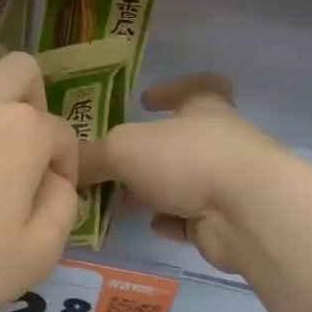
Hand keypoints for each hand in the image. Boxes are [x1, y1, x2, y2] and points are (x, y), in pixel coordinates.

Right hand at [79, 74, 283, 275]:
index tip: (145, 99)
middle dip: (149, 151)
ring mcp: (227, 183)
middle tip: (114, 162)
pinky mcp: (226, 221)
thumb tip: (66, 166)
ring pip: (185, 181)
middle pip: (182, 140)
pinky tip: (152, 225)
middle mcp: (220, 141)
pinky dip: (172, 220)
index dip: (171, 89)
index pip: (197, 86)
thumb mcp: (124, 148)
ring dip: (157, 189)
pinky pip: (193, 218)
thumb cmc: (186, 158)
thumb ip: (93, 155)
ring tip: (121, 198)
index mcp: (205, 108)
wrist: (245, 212)